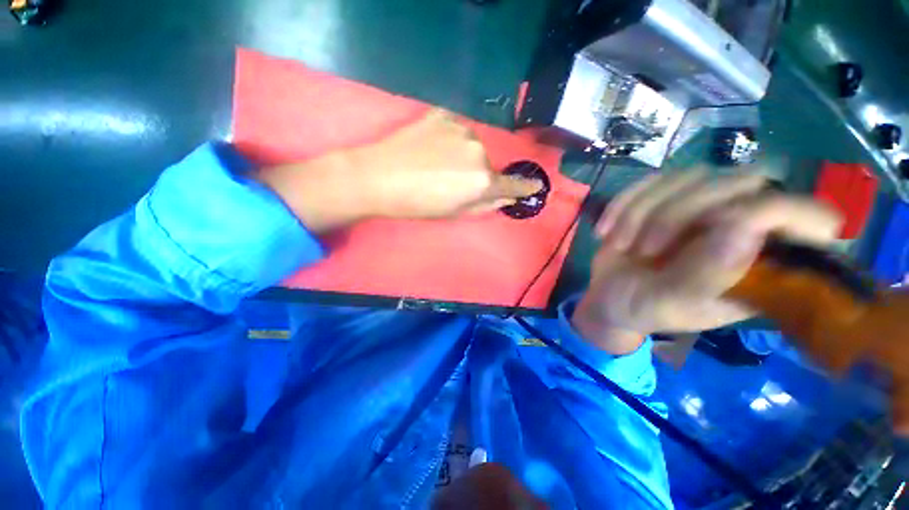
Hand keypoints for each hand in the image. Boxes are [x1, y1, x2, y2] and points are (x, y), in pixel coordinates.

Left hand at [347, 108, 541, 217]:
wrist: (378, 177)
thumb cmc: (418, 204)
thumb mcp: (455, 213)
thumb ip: (486, 205)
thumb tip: (508, 197)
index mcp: (482, 181)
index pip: (513, 183)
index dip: (525, 186)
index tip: (535, 186)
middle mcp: (478, 152)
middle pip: (487, 164)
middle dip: (476, 174)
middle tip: (451, 182)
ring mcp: (461, 129)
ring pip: (472, 146)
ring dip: (462, 155)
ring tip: (436, 164)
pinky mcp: (443, 114)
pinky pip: (456, 129)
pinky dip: (449, 139)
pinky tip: (430, 147)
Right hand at [572, 170, 841, 354]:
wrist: (610, 298)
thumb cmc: (647, 309)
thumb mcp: (674, 306)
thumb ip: (708, 277)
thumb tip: (745, 229)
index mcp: (764, 262)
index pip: (809, 218)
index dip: (786, 213)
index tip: (729, 230)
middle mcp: (743, 224)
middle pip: (739, 182)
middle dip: (678, 215)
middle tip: (646, 250)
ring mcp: (702, 207)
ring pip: (687, 177)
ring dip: (641, 213)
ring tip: (622, 245)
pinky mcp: (664, 198)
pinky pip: (648, 181)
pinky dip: (622, 205)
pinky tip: (607, 231)